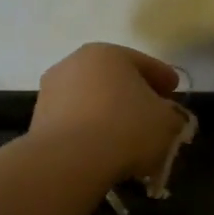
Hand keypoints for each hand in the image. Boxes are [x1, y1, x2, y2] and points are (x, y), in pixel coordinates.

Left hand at [31, 43, 185, 185]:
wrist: (69, 160)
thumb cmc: (125, 130)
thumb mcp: (167, 123)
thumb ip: (173, 116)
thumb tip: (167, 117)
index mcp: (108, 54)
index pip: (143, 63)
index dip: (163, 77)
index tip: (174, 90)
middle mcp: (74, 63)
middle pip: (113, 79)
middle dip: (134, 95)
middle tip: (152, 114)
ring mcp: (51, 91)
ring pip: (91, 100)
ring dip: (109, 114)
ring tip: (127, 138)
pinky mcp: (39, 120)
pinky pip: (75, 122)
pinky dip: (90, 131)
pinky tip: (103, 150)